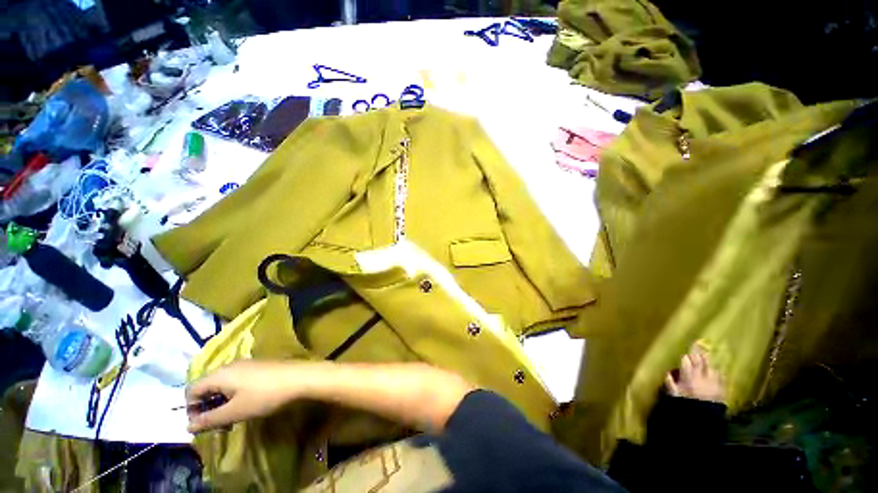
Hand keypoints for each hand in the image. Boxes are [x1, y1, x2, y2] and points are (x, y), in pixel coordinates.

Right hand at [186, 360, 298, 432]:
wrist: (299, 377)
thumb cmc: (264, 395)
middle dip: (208, 408)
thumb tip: (187, 427)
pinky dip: (235, 396)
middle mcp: (230, 366)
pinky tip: (246, 406)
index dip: (191, 409)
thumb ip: (209, 420)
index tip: (201, 425)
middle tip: (218, 425)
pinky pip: (237, 382)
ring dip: (222, 404)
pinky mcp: (258, 367)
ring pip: (223, 386)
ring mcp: (246, 365)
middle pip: (207, 387)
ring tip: (232, 420)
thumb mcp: (234, 412)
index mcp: (220, 374)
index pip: (192, 390)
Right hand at [665, 345, 725, 403]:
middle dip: (698, 352)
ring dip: (708, 360)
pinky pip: (721, 377)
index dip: (685, 357)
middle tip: (698, 343)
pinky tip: (718, 370)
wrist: (704, 420)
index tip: (685, 353)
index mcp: (688, 376)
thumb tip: (667, 372)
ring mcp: (713, 382)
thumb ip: (670, 383)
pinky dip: (718, 372)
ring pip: (711, 366)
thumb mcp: (673, 396)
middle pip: (699, 360)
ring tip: (706, 354)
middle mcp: (701, 376)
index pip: (686, 361)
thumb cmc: (686, 406)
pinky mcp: (722, 388)